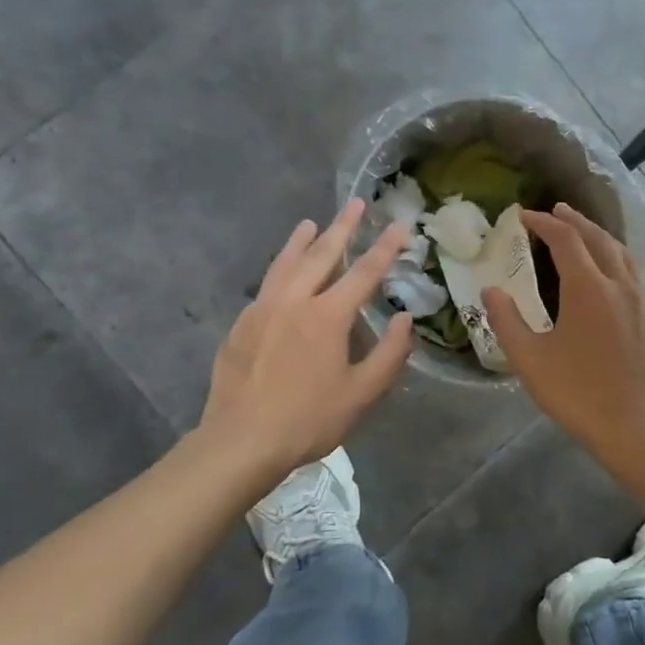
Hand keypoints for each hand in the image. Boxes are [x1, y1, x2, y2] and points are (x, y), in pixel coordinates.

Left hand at [199, 201, 413, 484]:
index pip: (364, 272)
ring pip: (285, 264)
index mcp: (327, 316)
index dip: (385, 247)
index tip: (399, 224)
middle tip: (354, 203)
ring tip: (311, 223)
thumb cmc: (308, 420)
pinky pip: (266, 286)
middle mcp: (294, 301)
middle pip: (321, 254)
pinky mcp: (241, 324)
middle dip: (342, 227)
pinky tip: (282, 275)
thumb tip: (405, 320)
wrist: (240, 441)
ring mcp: (262, 309)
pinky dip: (280, 269)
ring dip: (301, 241)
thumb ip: (389, 354)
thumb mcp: (361, 393)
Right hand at [482, 205, 644, 460]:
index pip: (565, 239)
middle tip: (555, 211)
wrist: (636, 427)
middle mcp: (619, 283)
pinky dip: (616, 256)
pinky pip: (634, 271)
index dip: (544, 223)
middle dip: (574, 220)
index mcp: (588, 287)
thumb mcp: (530, 359)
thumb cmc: (577, 393)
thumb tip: (490, 291)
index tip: (523, 216)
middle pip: (597, 238)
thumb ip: (507, 321)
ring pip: (621, 252)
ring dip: (598, 235)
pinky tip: (610, 270)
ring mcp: (641, 299)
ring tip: (582, 230)